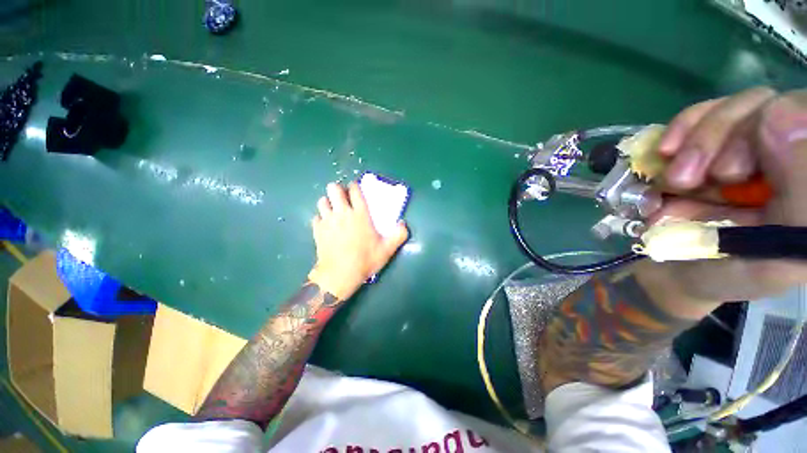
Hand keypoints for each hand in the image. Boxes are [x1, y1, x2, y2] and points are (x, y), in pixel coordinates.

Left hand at [308, 182, 408, 299]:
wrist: (340, 274)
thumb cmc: (365, 260)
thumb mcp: (387, 249)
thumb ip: (399, 235)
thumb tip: (403, 223)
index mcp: (360, 214)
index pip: (354, 190)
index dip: (354, 186)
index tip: (356, 188)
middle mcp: (342, 213)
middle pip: (334, 189)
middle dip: (338, 189)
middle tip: (344, 198)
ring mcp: (328, 220)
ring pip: (322, 200)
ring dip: (328, 202)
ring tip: (334, 210)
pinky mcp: (317, 230)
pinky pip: (316, 217)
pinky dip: (321, 218)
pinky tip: (326, 225)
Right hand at [643, 87, 806, 303]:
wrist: (675, 270)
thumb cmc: (724, 273)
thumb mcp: (772, 257)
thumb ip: (799, 198)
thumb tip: (780, 117)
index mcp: (805, 180)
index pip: (801, 117)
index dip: (762, 132)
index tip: (724, 174)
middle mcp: (785, 154)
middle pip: (765, 106)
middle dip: (716, 141)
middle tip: (684, 180)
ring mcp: (746, 144)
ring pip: (733, 107)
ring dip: (694, 142)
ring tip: (673, 179)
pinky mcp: (711, 143)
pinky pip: (701, 113)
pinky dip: (680, 129)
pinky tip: (665, 152)